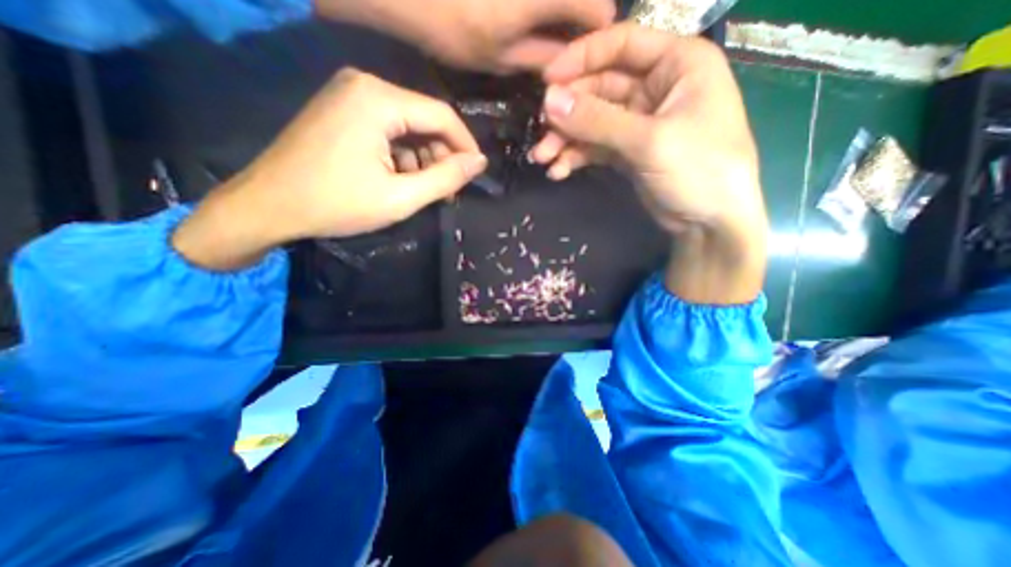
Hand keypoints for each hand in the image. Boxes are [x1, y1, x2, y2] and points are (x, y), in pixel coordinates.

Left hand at [170, 69, 486, 270]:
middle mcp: (365, 85)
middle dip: (442, 154)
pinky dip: (402, 153)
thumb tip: (479, 162)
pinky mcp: (342, 110)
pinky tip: (398, 177)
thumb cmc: (336, 204)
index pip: (442, 115)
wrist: (268, 206)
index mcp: (378, 99)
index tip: (476, 172)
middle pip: (425, 118)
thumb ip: (445, 178)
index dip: (466, 145)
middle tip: (446, 188)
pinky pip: (389, 128)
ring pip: (408, 125)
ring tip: (421, 188)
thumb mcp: (400, 197)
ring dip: (423, 157)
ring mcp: (350, 95)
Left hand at [315, 1, 615, 71]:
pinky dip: (545, 5)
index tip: (583, 57)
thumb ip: (541, 57)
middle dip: (581, 18)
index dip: (597, 38)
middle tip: (563, 44)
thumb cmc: (452, 25)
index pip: (600, 11)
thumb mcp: (501, 57)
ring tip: (547, 31)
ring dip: (563, 10)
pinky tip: (528, 15)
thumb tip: (569, 63)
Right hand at [529, 22, 765, 301]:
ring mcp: (639, 123)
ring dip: (566, 139)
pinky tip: (559, 171)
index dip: (581, 59)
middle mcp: (656, 88)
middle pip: (599, 88)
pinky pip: (595, 147)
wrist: (709, 223)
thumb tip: (549, 101)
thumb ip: (597, 121)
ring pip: (592, 121)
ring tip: (542, 159)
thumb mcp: (649, 141)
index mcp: (677, 64)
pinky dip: (576, 157)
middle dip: (568, 112)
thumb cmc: (699, 170)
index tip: (546, 81)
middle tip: (541, 133)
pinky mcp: (627, 152)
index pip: (621, 44)